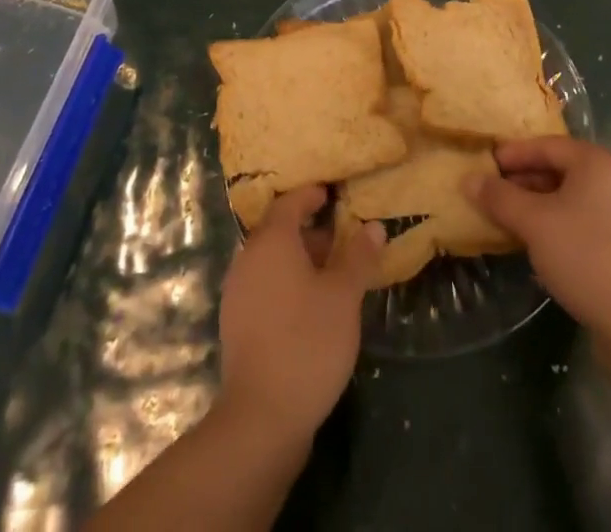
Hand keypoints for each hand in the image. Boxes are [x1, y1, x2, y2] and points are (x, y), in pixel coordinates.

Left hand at [217, 184, 384, 444]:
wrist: (261, 418)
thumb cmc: (307, 342)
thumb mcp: (343, 296)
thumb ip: (358, 257)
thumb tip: (374, 226)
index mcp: (271, 241)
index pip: (290, 202)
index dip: (311, 195)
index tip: (331, 193)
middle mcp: (248, 259)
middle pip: (279, 231)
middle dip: (310, 232)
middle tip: (342, 239)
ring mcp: (238, 293)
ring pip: (272, 261)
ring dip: (300, 260)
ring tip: (333, 275)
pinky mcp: (237, 324)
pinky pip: (264, 286)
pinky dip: (287, 283)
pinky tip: (311, 307)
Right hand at [467, 138, 610, 333]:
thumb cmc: (584, 255)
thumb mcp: (533, 223)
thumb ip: (499, 197)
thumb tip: (468, 179)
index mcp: (598, 162)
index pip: (547, 145)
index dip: (513, 154)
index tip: (486, 165)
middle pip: (562, 169)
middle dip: (525, 181)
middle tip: (494, 194)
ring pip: (574, 196)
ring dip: (540, 204)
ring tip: (511, 219)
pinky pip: (587, 219)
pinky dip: (561, 223)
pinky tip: (541, 243)